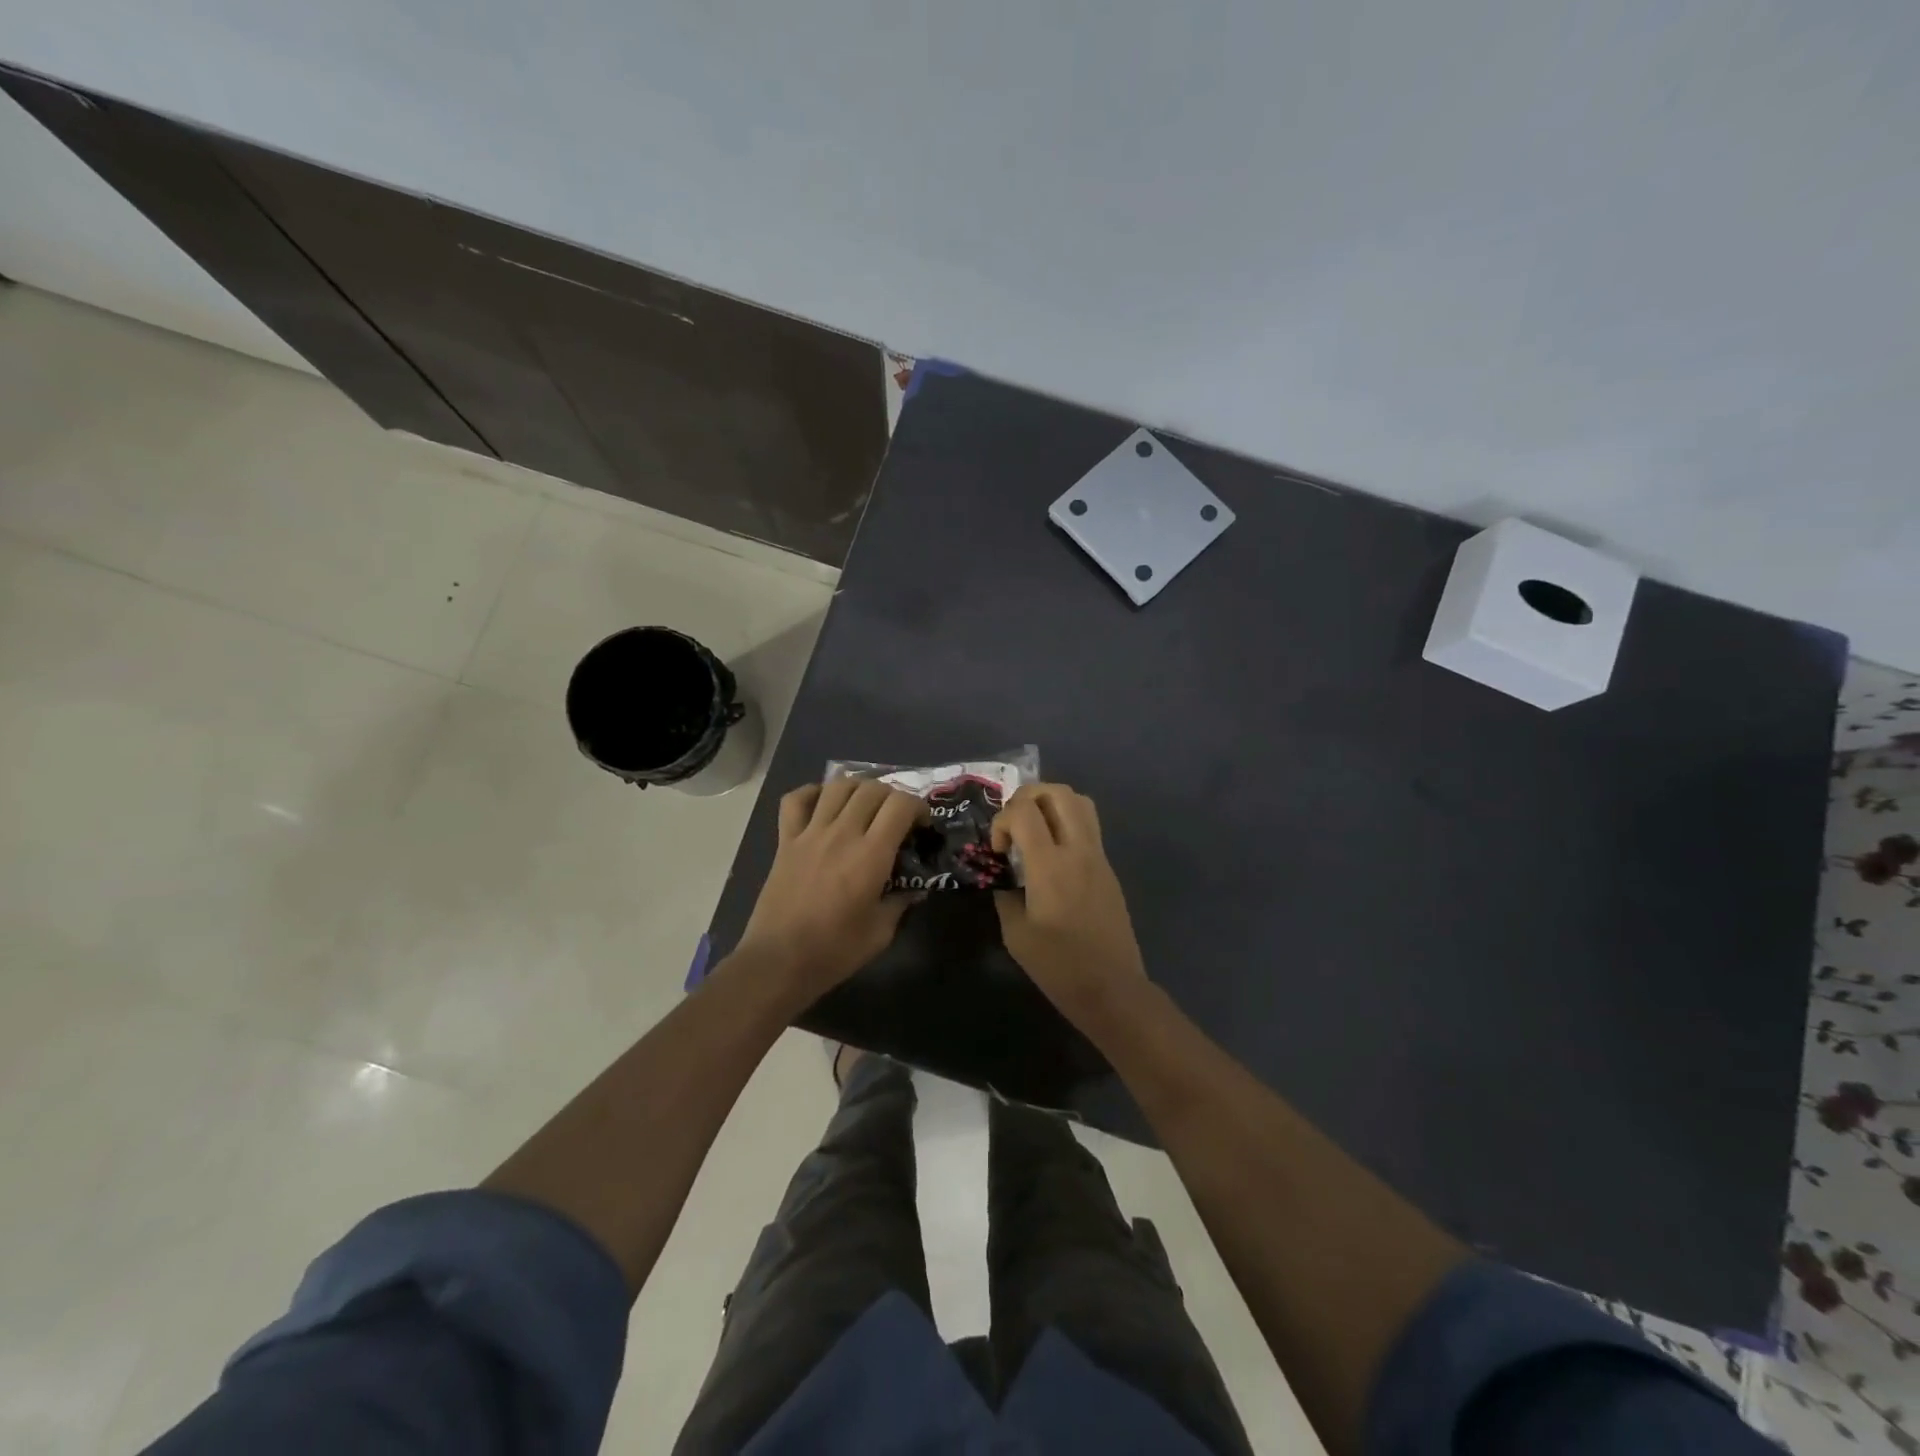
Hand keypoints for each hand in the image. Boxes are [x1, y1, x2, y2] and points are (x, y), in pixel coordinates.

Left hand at [736, 777, 924, 997]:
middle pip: (872, 789)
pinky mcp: (785, 841)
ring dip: (858, 788)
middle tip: (896, 817)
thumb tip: (914, 890)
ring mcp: (810, 834)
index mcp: (870, 855)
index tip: (921, 825)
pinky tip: (823, 804)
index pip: (900, 805)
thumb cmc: (835, 951)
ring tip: (864, 805)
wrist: (779, 961)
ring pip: (837, 786)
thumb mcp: (881, 932)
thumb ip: (900, 903)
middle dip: (892, 796)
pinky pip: (795, 800)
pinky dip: (812, 793)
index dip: (918, 806)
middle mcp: (842, 834)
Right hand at [991, 782, 1145, 1018]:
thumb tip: (1004, 876)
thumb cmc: (1059, 967)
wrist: (1112, 989)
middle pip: (1057, 792)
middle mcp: (1078, 851)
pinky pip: (1088, 826)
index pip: (1024, 811)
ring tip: (1034, 831)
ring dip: (1051, 804)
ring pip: (1079, 802)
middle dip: (1027, 797)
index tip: (999, 850)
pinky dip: (1066, 824)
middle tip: (1014, 825)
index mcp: (1051, 866)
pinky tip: (1052, 856)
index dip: (1002, 820)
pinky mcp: (1109, 868)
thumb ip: (1005, 894)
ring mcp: (1099, 857)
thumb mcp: (1015, 934)